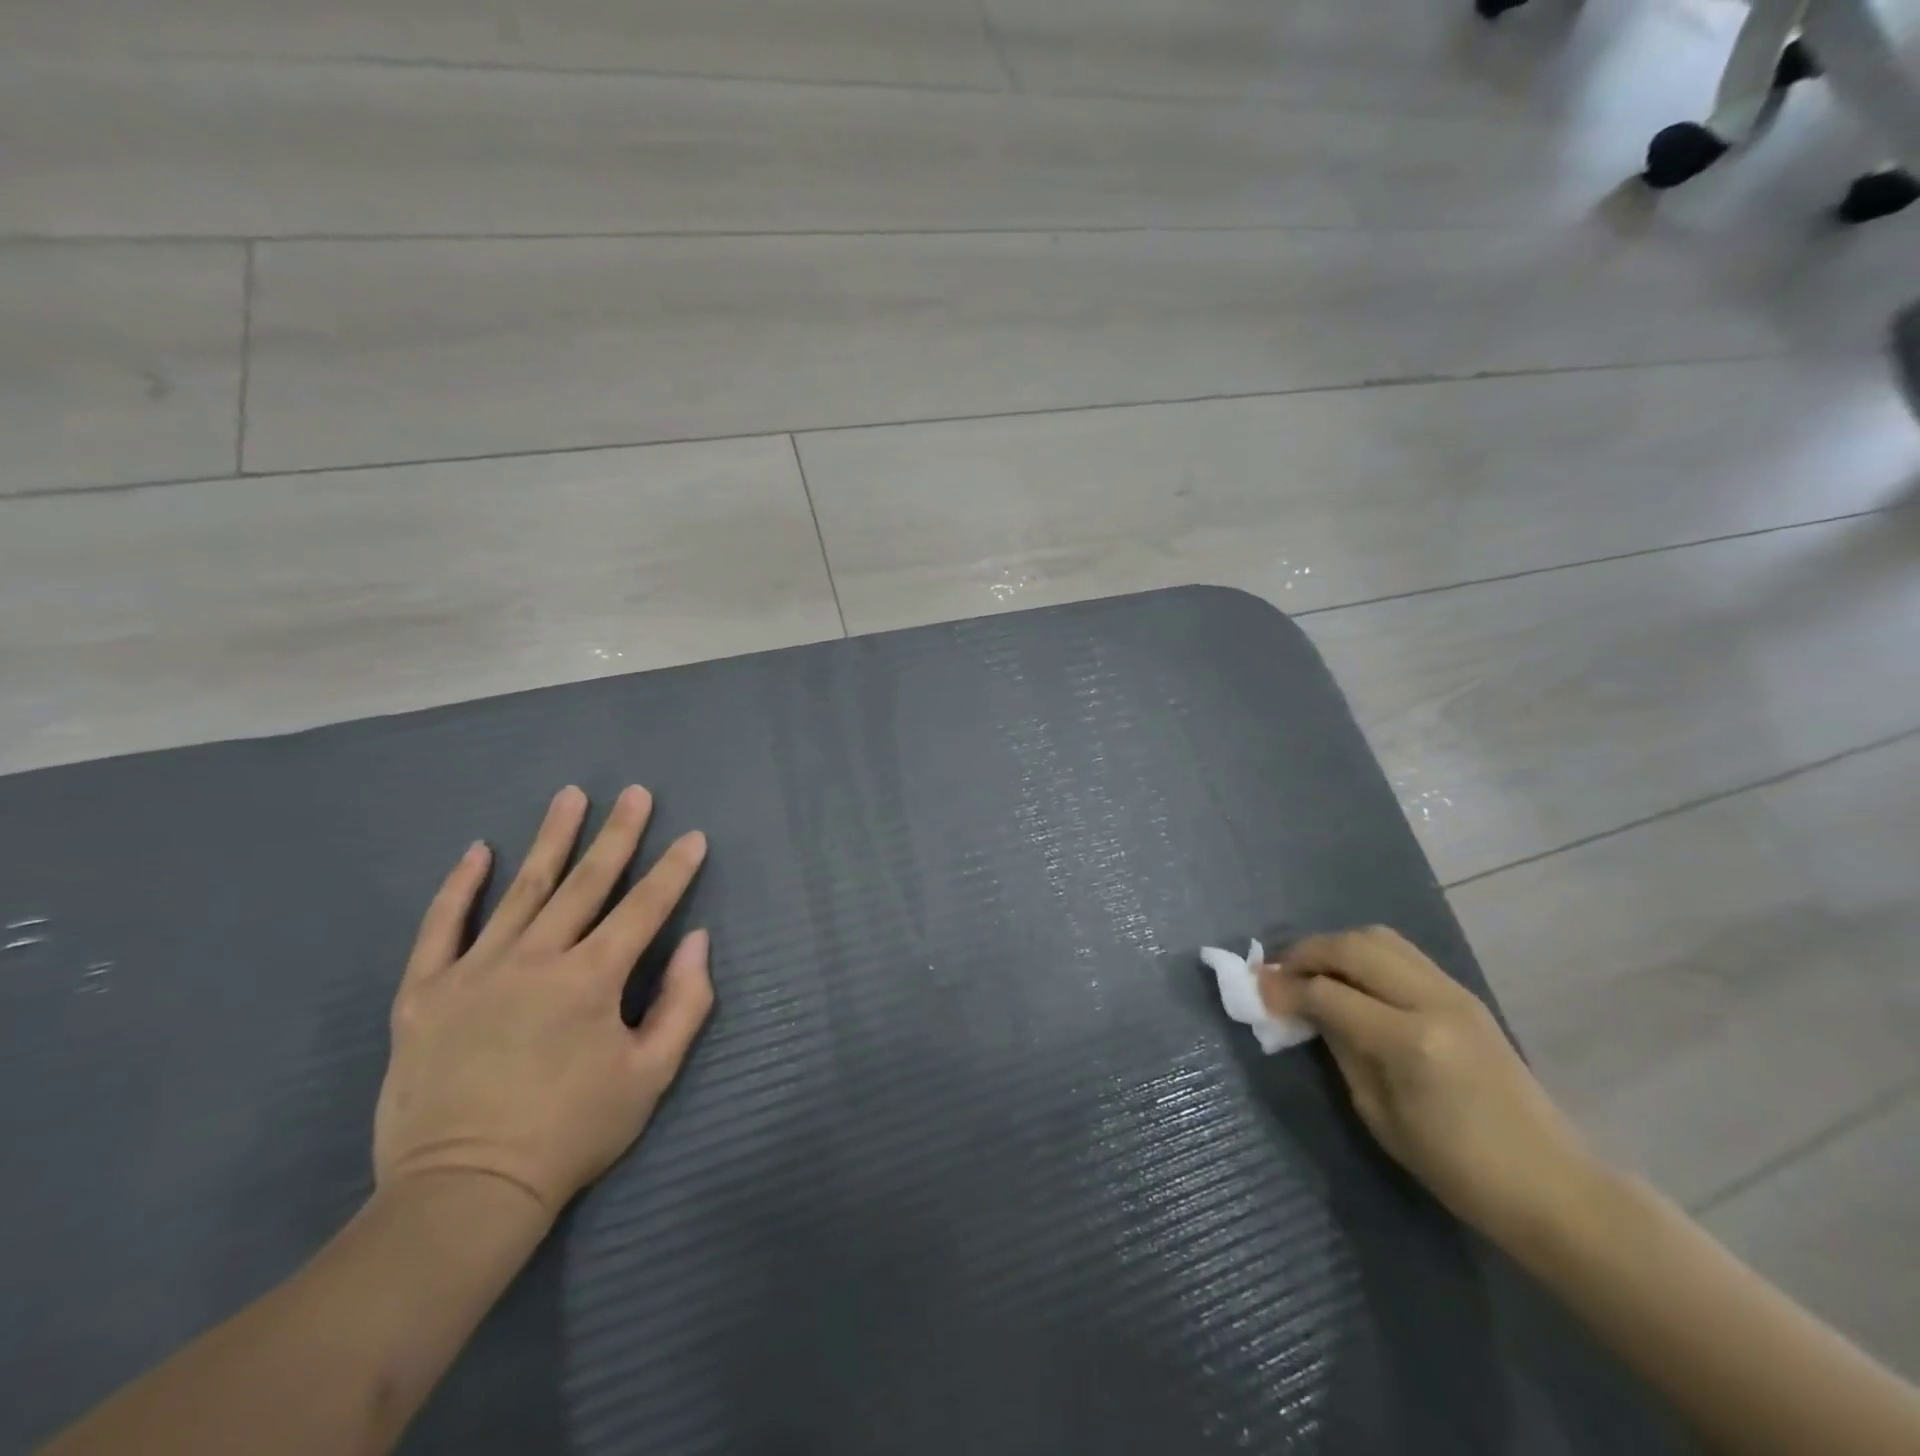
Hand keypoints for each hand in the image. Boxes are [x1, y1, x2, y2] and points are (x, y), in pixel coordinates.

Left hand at [373, 785, 712, 1219]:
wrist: (463, 1195)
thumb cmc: (571, 1134)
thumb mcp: (651, 1076)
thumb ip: (684, 1003)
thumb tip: (699, 941)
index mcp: (592, 979)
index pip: (644, 908)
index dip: (673, 870)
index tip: (693, 837)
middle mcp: (536, 959)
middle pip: (586, 882)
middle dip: (617, 834)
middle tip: (634, 793)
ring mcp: (475, 971)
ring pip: (521, 890)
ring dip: (551, 840)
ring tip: (569, 797)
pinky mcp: (424, 993)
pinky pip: (441, 927)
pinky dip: (459, 887)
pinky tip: (478, 850)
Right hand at [1260, 926, 1598, 1247]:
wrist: (1553, 1186)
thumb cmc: (1458, 1168)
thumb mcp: (1379, 1114)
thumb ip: (1340, 1049)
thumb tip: (1304, 1010)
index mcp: (1410, 1041)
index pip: (1328, 992)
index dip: (1284, 988)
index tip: (1255, 989)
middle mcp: (1433, 1001)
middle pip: (1353, 947)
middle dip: (1306, 952)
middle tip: (1278, 973)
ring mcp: (1454, 992)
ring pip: (1378, 938)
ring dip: (1336, 947)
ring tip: (1312, 971)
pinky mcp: (1464, 995)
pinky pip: (1401, 953)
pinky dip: (1365, 955)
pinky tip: (1351, 980)